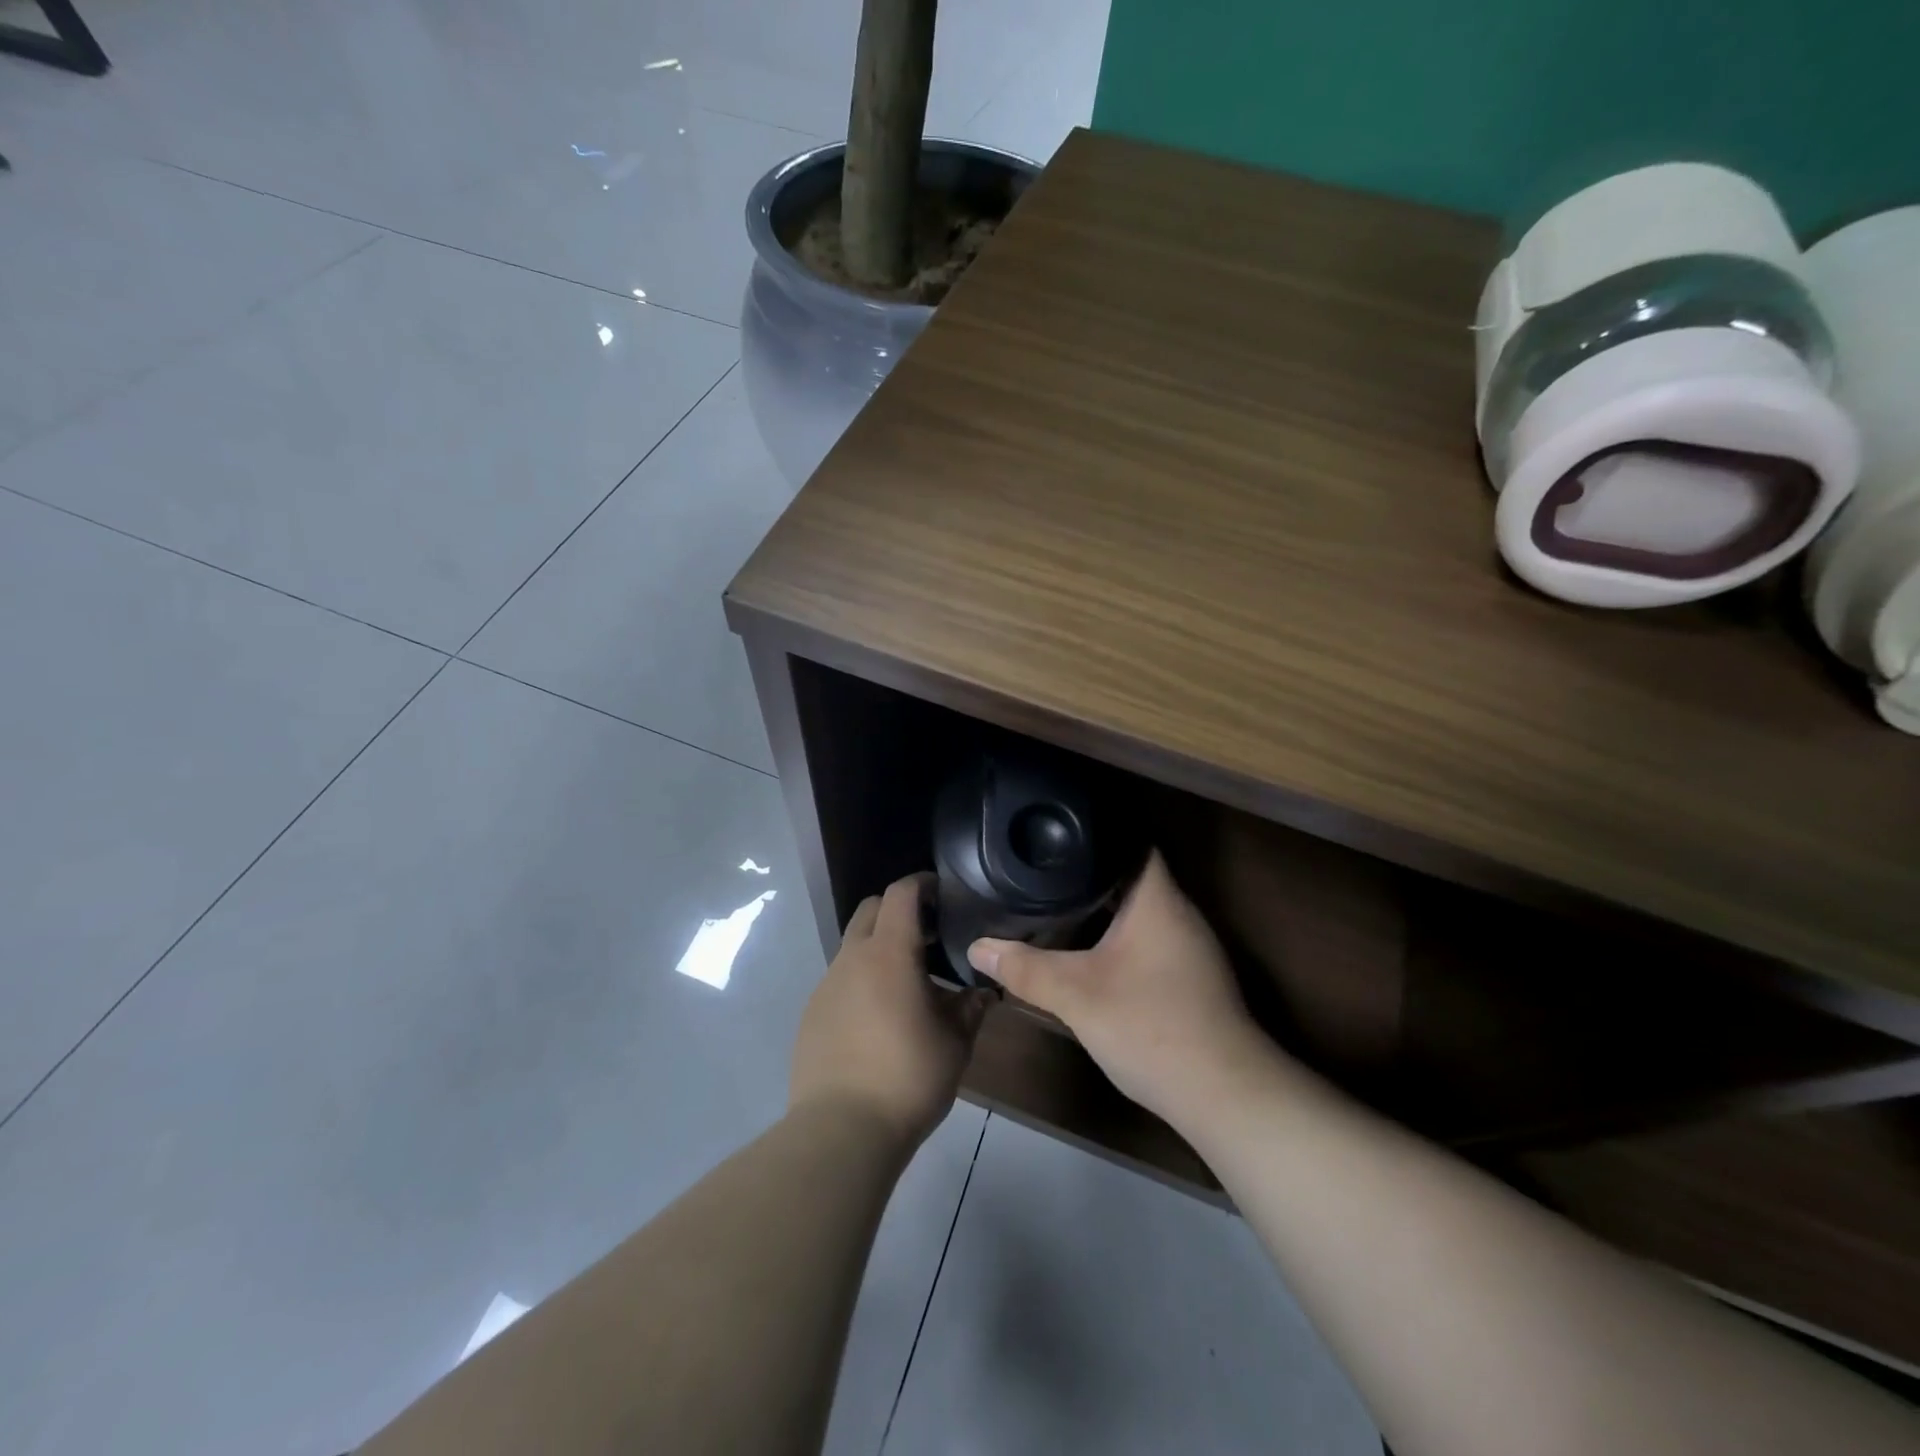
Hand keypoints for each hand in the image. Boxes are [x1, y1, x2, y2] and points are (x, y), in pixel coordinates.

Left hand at [790, 874, 992, 1148]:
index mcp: (889, 953)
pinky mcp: (811, 1014)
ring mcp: (826, 986)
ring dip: (878, 949)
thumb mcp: (955, 1042)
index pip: (900, 894)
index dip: (921, 883)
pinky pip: (840, 981)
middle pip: (870, 910)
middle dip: (897, 910)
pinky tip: (878, 1019)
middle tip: (927, 935)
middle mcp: (851, 958)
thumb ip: (971, 1008)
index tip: (941, 891)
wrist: (842, 1129)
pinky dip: (861, 981)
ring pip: (853, 947)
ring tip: (906, 984)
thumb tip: (982, 992)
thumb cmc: (908, 1076)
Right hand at [967, 852, 1274, 1127]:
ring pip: (1141, 911)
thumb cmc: (1151, 1026)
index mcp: (1158, 900)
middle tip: (1043, 866)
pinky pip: (1149, 939)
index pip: (1133, 841)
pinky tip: (1091, 951)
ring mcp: (1191, 949)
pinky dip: (1119, 937)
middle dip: (1090, 871)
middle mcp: (1180, 914)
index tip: (1058, 831)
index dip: (1098, 831)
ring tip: (1057, 900)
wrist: (1223, 1096)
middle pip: (1134, 876)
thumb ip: (1026, 969)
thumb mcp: (1077, 996)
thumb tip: (977, 947)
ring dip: (1105, 907)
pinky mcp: (1191, 979)